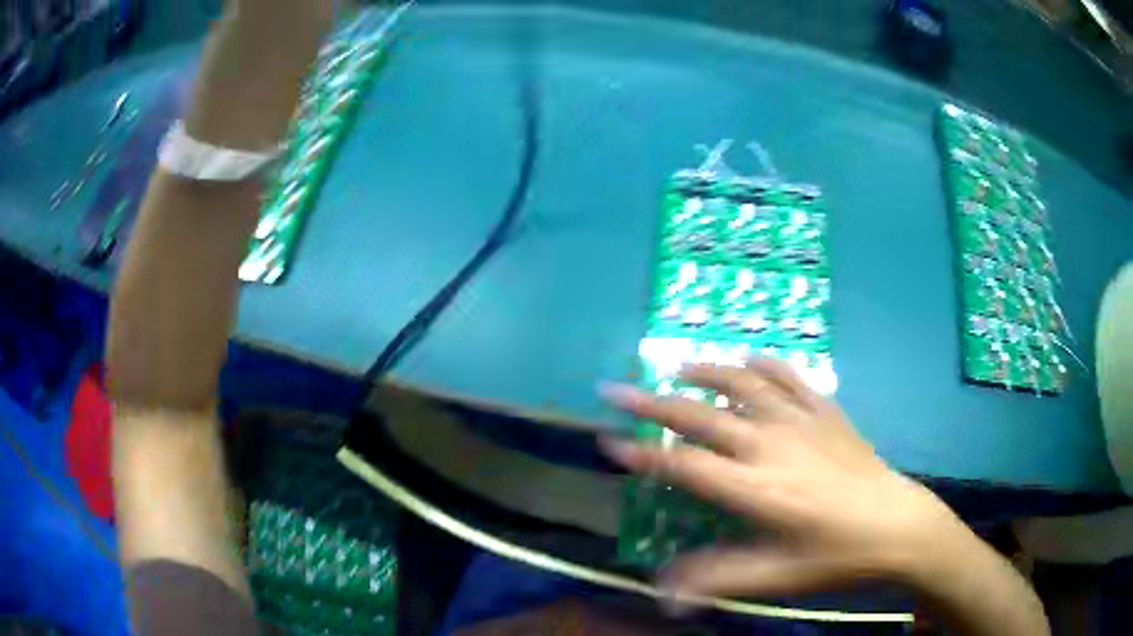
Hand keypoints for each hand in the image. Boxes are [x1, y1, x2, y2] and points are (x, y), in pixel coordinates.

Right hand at [600, 358, 975, 599]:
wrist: (898, 526)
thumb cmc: (835, 557)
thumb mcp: (776, 579)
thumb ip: (717, 580)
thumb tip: (663, 593)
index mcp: (755, 489)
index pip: (683, 465)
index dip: (641, 453)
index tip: (608, 441)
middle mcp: (770, 445)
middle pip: (701, 415)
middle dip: (651, 402)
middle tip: (615, 388)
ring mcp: (801, 421)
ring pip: (743, 382)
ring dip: (706, 371)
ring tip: (678, 366)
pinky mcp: (827, 412)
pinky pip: (790, 376)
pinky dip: (765, 363)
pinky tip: (751, 359)